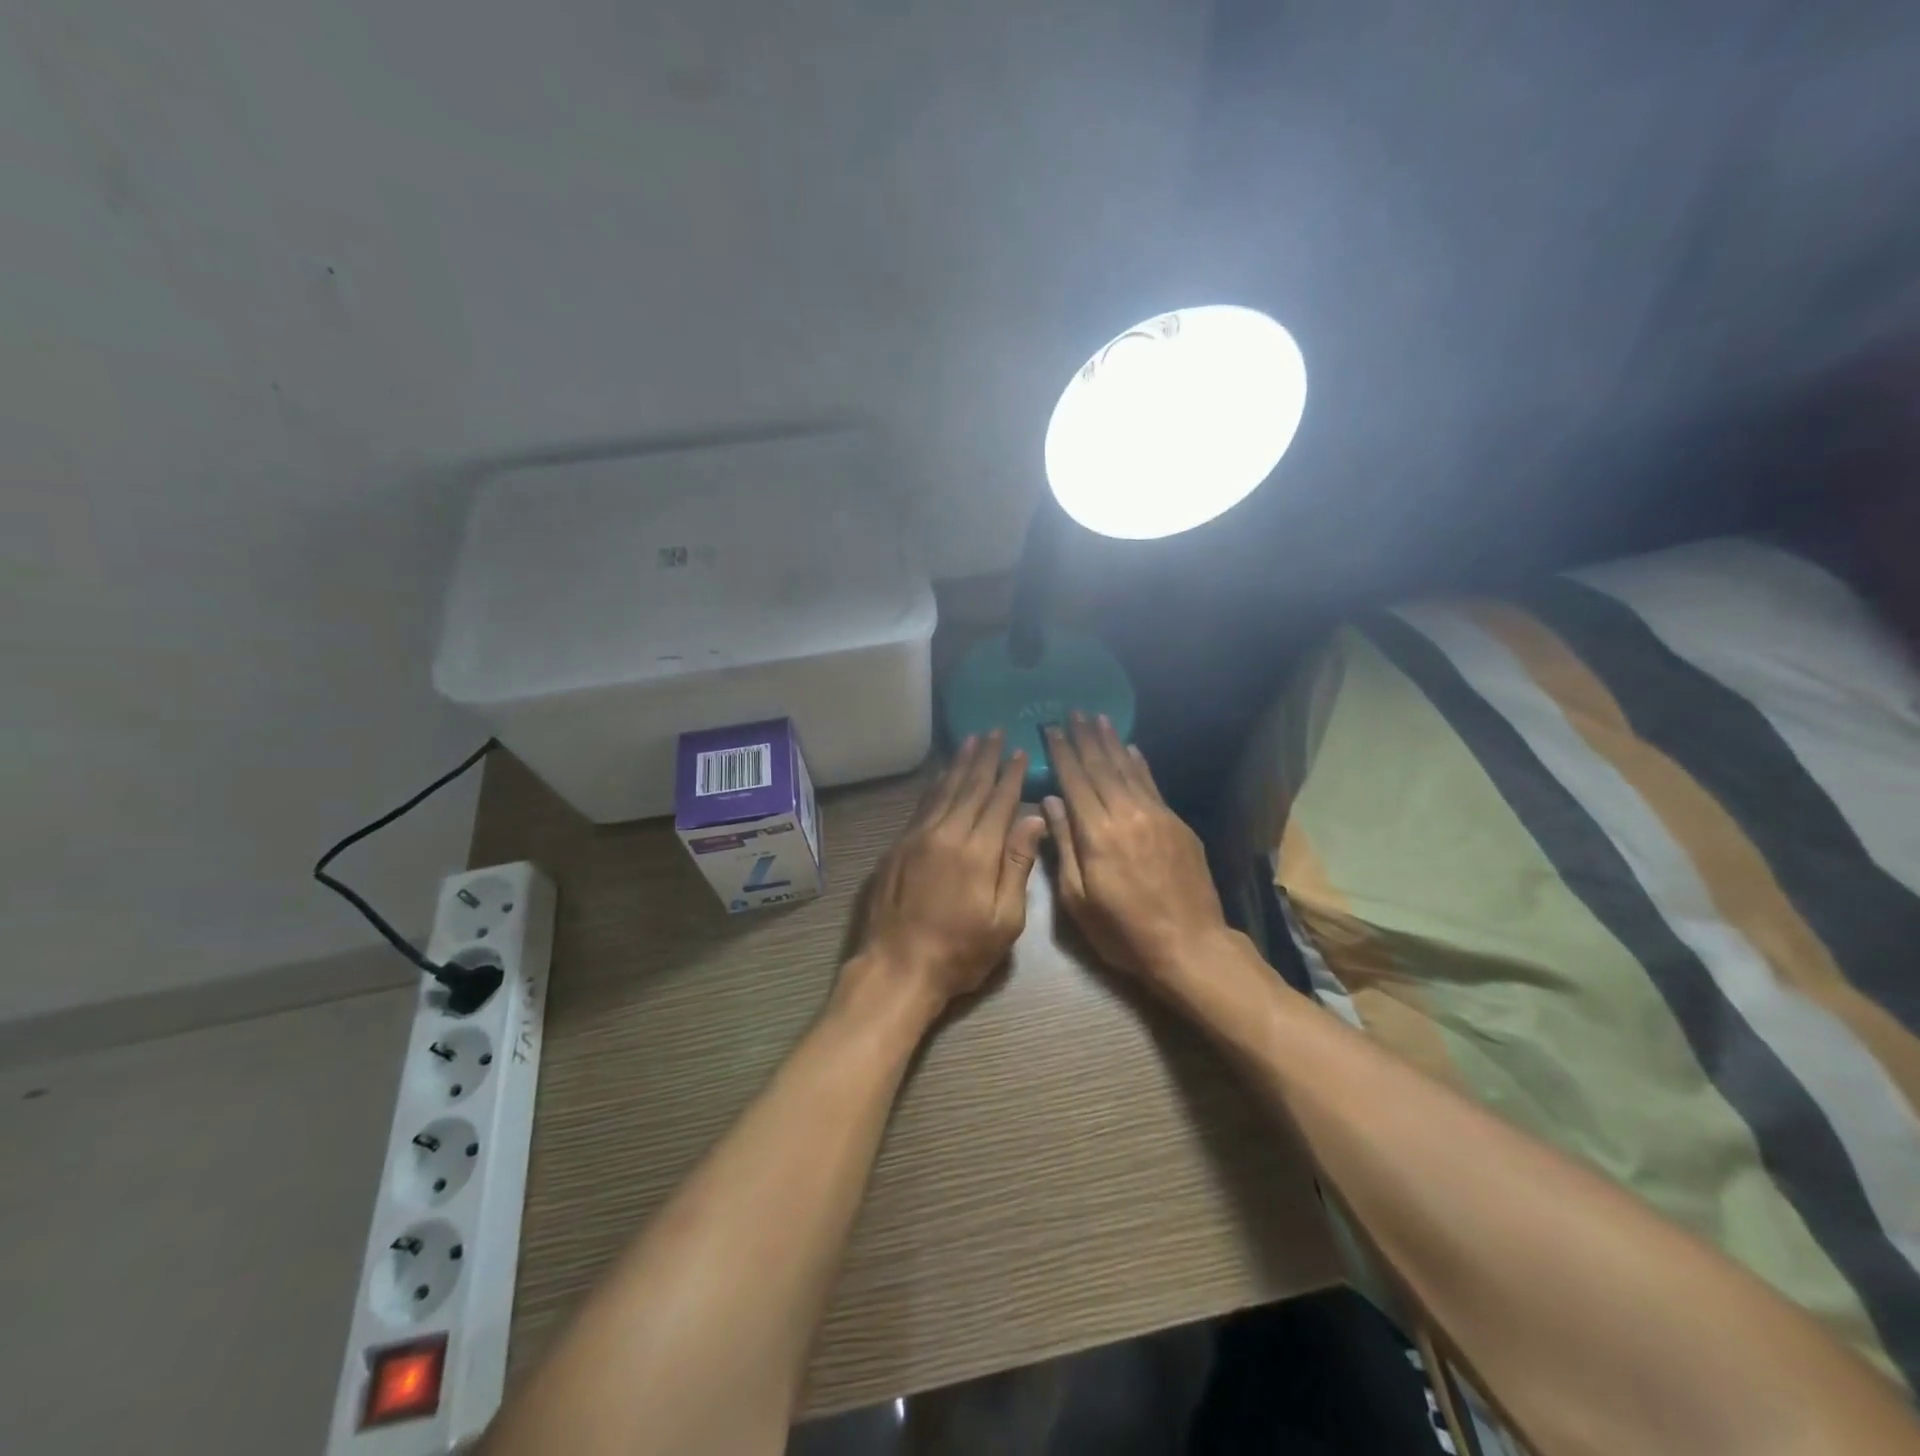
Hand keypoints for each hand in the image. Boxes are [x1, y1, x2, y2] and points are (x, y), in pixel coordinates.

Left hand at [844, 731, 1046, 1023]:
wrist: (897, 967)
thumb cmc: (960, 951)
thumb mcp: (1004, 919)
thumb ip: (1017, 865)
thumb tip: (1034, 819)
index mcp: (978, 851)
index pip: (999, 802)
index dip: (1010, 776)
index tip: (1019, 752)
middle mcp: (946, 833)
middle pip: (969, 787)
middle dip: (984, 759)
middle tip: (994, 732)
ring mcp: (917, 837)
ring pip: (943, 791)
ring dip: (959, 764)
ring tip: (971, 741)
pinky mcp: (897, 847)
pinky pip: (921, 806)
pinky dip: (934, 786)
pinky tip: (940, 776)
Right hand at [1044, 714, 1230, 990]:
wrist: (1190, 946)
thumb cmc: (1123, 932)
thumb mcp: (1078, 899)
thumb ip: (1063, 846)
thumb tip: (1050, 802)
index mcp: (1097, 833)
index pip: (1074, 782)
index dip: (1062, 753)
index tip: (1051, 729)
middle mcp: (1126, 814)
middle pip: (1101, 767)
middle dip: (1085, 738)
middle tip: (1073, 711)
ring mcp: (1156, 816)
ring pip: (1128, 770)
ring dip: (1111, 743)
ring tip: (1098, 718)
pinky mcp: (1177, 825)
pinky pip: (1152, 785)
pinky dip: (1140, 764)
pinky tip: (1132, 749)